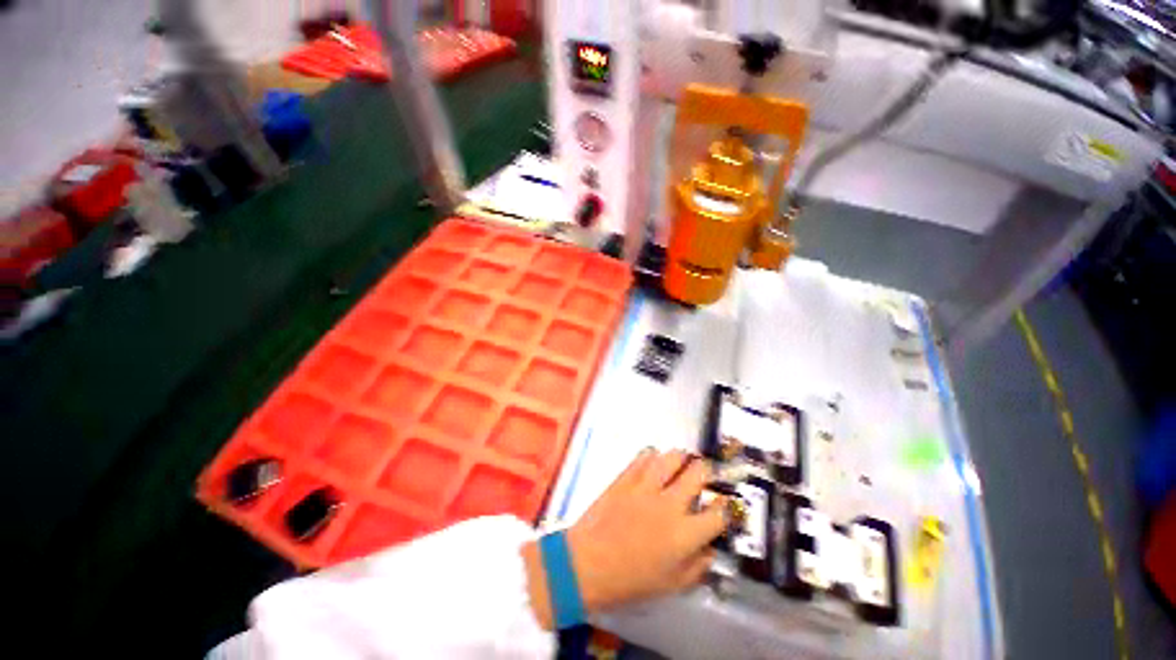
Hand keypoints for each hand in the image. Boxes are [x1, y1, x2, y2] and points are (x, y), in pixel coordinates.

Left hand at [523, 449, 727, 628]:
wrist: (587, 563)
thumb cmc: (630, 581)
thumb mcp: (672, 585)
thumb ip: (698, 566)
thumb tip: (711, 548)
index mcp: (685, 534)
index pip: (719, 511)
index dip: (725, 506)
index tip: (722, 504)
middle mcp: (670, 504)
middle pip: (699, 472)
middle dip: (708, 471)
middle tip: (704, 476)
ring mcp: (646, 486)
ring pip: (673, 456)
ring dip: (681, 459)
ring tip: (680, 466)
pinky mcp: (626, 476)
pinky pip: (645, 455)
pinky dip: (653, 457)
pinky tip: (654, 465)